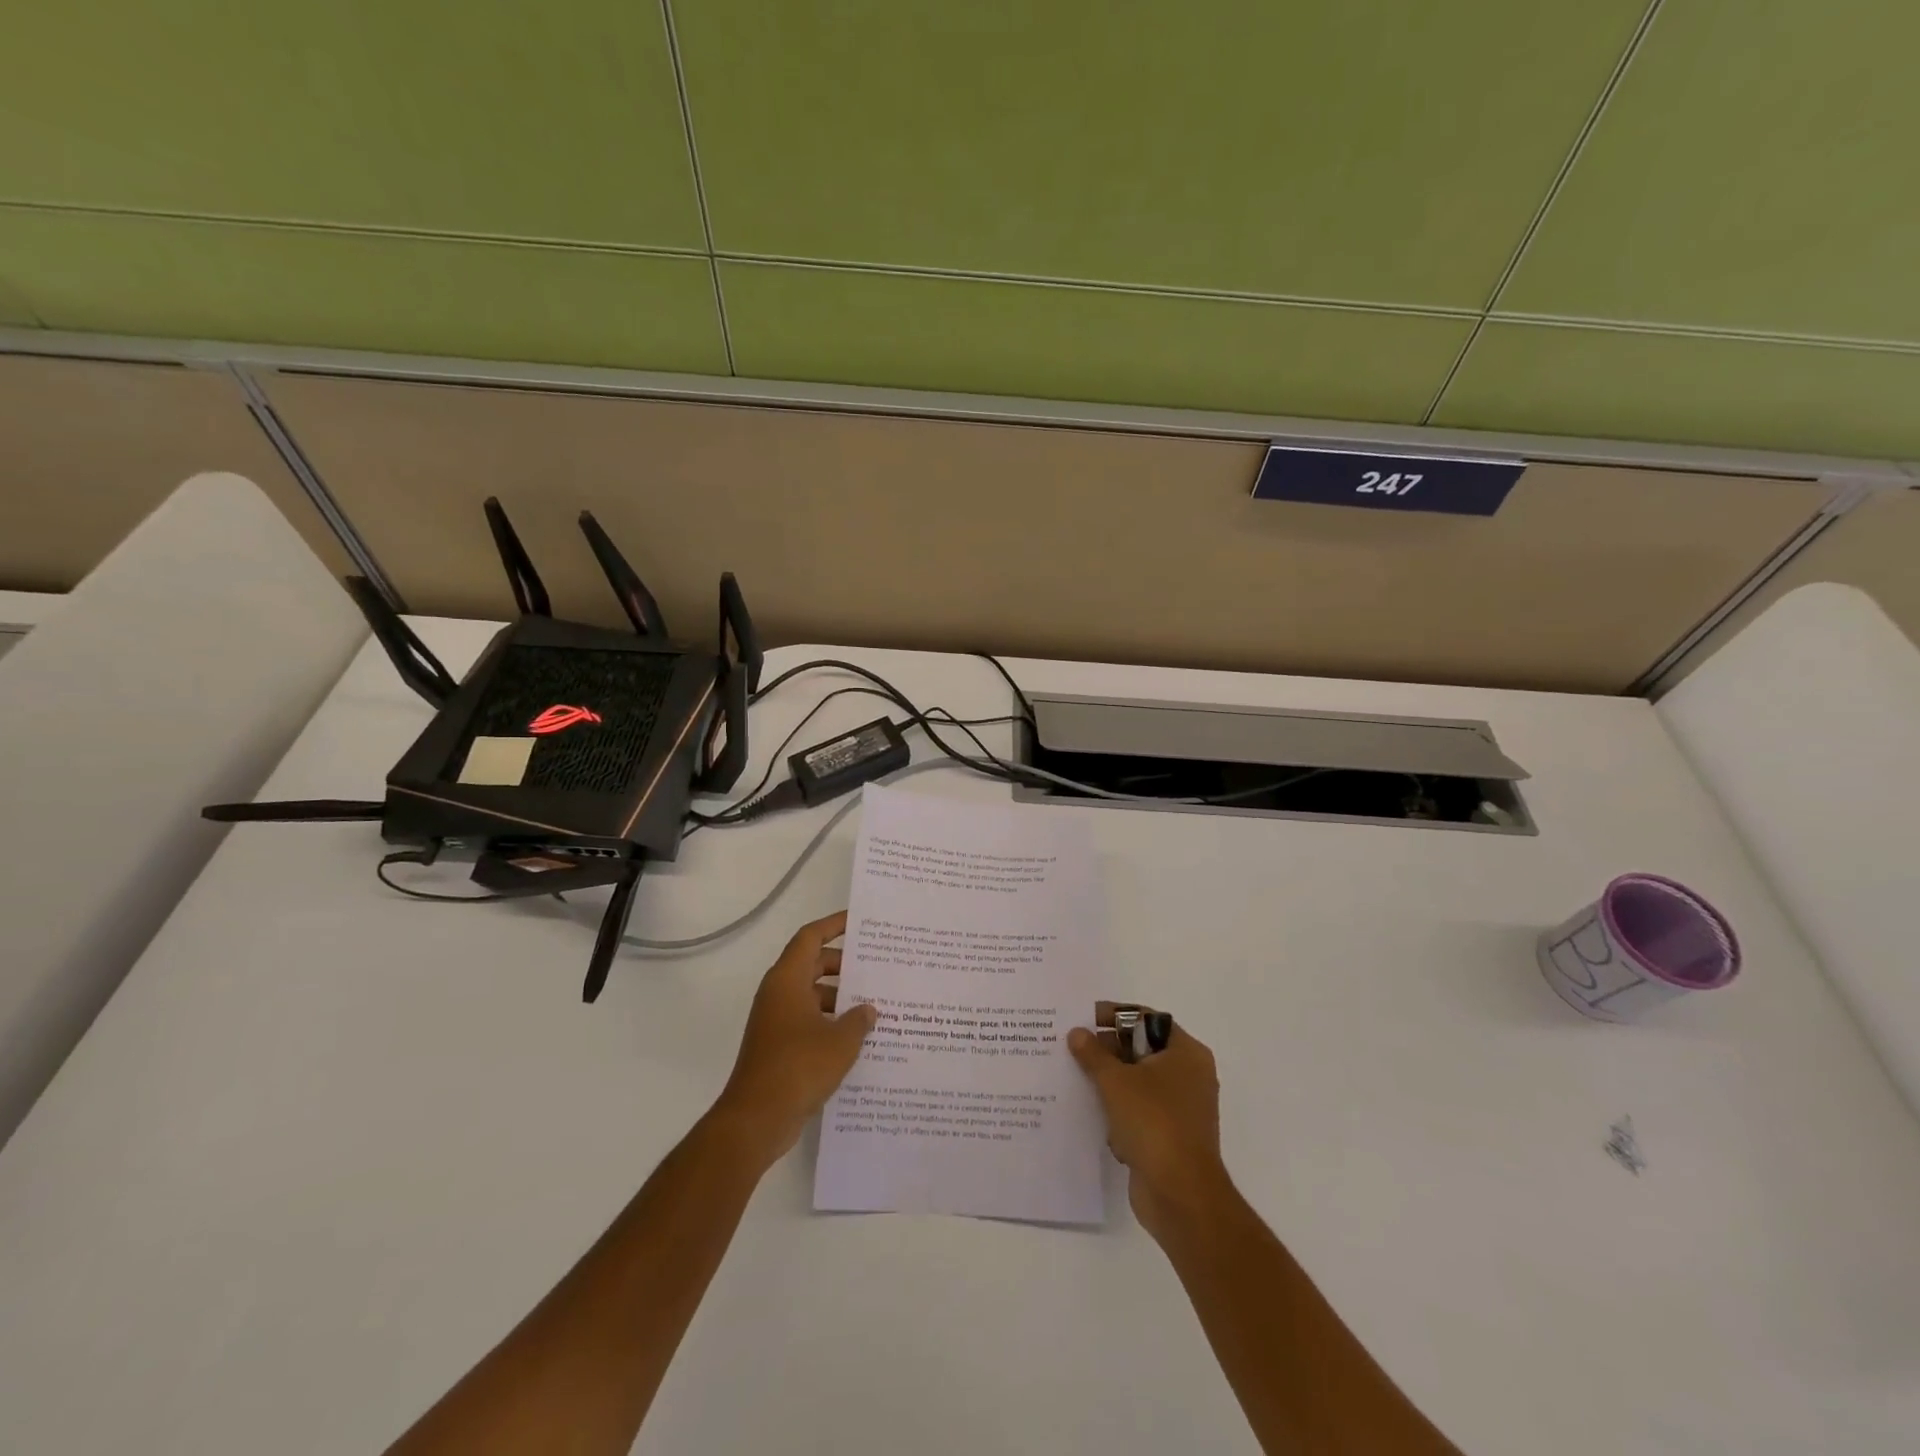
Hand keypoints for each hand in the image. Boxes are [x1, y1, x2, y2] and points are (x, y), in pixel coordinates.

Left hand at [711, 910, 877, 1169]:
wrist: (756, 1120)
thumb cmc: (798, 1067)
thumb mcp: (840, 1041)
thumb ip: (859, 1020)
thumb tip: (868, 1010)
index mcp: (788, 980)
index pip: (811, 937)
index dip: (834, 925)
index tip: (860, 922)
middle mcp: (779, 994)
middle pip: (814, 965)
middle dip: (845, 966)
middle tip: (878, 968)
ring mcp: (776, 1021)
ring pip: (813, 996)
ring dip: (840, 998)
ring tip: (876, 1006)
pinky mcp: (779, 1047)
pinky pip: (809, 1022)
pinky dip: (831, 1023)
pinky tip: (859, 1039)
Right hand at [1068, 1014, 1232, 1240]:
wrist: (1180, 1195)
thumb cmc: (1154, 1123)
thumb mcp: (1115, 1081)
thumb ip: (1093, 1053)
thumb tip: (1077, 1033)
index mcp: (1186, 1053)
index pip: (1147, 1020)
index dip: (1115, 1016)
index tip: (1084, 1019)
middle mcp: (1189, 1076)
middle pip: (1142, 1050)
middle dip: (1108, 1051)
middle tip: (1072, 1048)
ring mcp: (1182, 1109)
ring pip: (1138, 1083)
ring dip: (1110, 1082)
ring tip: (1074, 1078)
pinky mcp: (1170, 1137)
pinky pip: (1139, 1112)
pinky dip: (1118, 1111)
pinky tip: (1091, 1114)